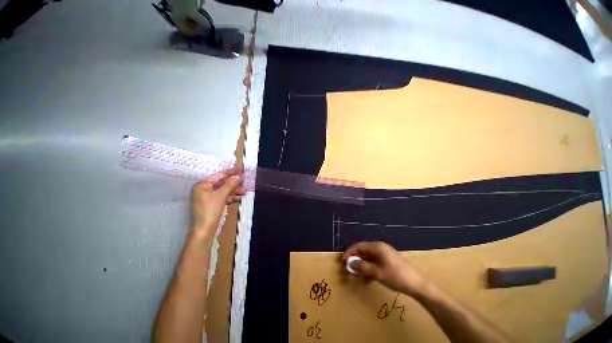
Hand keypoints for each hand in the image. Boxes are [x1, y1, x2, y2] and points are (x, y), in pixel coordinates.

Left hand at [190, 167, 245, 238]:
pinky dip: (231, 197)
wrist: (205, 229)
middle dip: (234, 183)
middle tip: (244, 179)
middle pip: (222, 184)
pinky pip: (223, 198)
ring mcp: (208, 198)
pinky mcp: (213, 205)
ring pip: (224, 191)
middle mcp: (204, 190)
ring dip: (234, 191)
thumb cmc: (209, 210)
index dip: (230, 172)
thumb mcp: (221, 195)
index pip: (218, 176)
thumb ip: (230, 184)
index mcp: (202, 185)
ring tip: (244, 191)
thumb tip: (238, 176)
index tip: (240, 169)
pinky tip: (239, 197)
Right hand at [343, 242, 427, 296]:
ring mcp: (385, 254)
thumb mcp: (378, 273)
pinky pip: (375, 262)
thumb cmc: (397, 276)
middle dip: (355, 259)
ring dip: (362, 265)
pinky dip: (369, 267)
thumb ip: (362, 267)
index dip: (350, 252)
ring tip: (357, 275)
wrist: (418, 285)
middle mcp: (380, 248)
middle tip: (349, 269)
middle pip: (363, 251)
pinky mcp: (388, 261)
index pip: (359, 246)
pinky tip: (367, 277)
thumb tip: (350, 262)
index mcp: (377, 247)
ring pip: (368, 257)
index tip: (343, 260)